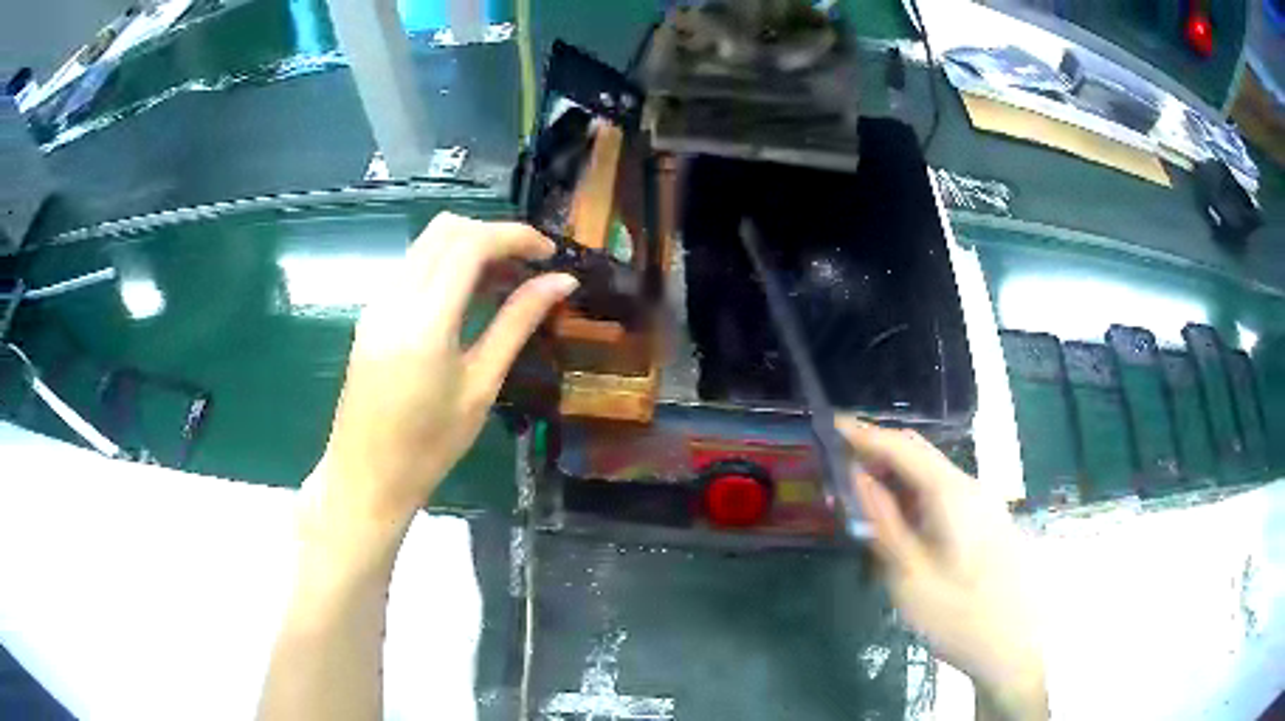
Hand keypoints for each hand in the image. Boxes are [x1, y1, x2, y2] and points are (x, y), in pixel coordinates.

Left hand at [306, 213, 577, 536]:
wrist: (366, 476)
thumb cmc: (429, 446)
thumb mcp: (481, 386)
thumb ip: (517, 324)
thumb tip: (561, 282)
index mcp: (425, 322)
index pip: (470, 244)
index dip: (515, 236)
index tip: (550, 252)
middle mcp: (395, 298)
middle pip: (446, 230)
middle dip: (493, 234)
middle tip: (529, 265)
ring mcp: (377, 303)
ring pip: (426, 243)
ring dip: (469, 246)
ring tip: (505, 281)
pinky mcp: (371, 313)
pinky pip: (412, 267)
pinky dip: (446, 265)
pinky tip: (468, 297)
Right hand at [837, 418, 1046, 720]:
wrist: (1012, 646)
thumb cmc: (958, 615)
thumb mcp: (910, 576)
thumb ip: (884, 523)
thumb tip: (859, 479)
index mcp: (952, 494)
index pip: (903, 448)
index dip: (865, 434)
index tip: (831, 426)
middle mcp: (970, 488)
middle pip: (919, 456)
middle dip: (878, 455)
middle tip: (838, 468)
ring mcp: (981, 505)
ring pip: (931, 477)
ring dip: (895, 480)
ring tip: (860, 500)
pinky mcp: (984, 523)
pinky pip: (943, 497)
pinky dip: (913, 500)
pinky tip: (897, 524)